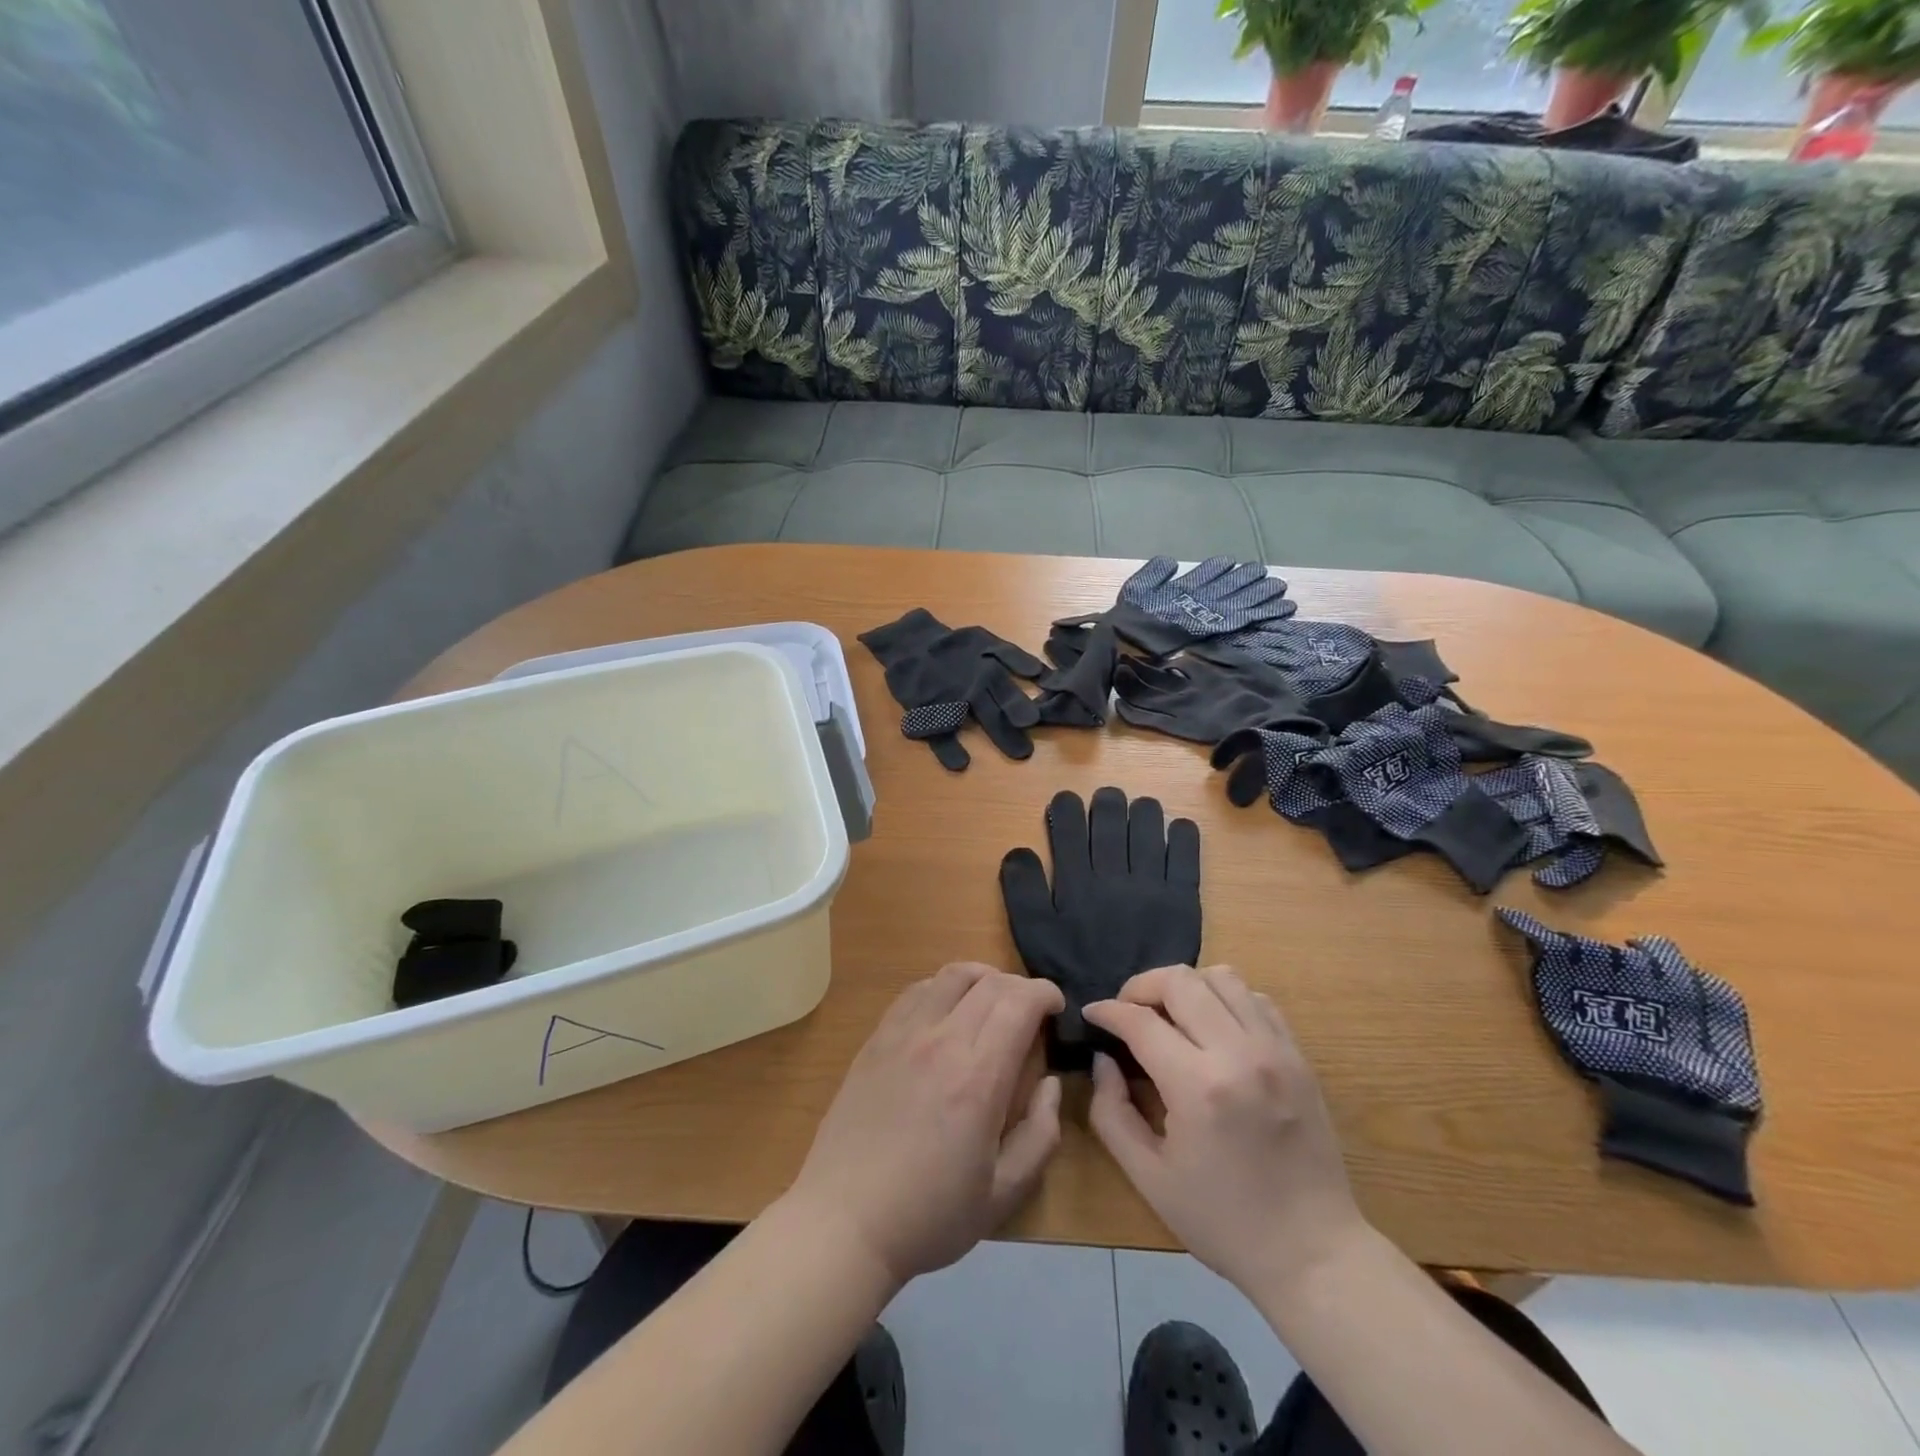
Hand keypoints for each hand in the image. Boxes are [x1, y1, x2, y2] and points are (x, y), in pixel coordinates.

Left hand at [786, 963, 1064, 1287]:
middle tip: (1032, 1010)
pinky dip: (944, 986)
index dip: (1045, 993)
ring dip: (983, 977)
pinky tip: (948, 1010)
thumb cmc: (929, 1215)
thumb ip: (1040, 1135)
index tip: (1057, 1008)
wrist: (844, 1220)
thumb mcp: (1003, 1194)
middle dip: (1021, 986)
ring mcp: (903, 1034)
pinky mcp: (877, 1038)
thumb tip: (1050, 1083)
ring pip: (952, 975)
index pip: (1019, 1003)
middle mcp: (941, 1041)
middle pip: (990, 983)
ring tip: (994, 999)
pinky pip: (917, 990)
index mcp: (978, 1078)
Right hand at [1084, 966, 1367, 1300]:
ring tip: (1170, 1014)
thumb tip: (1103, 1058)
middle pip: (1180, 981)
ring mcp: (1275, 1050)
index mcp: (1198, 1087)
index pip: (1140, 1020)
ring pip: (1221, 976)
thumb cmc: (1223, 1221)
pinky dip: (1225, 998)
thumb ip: (1111, 1111)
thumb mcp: (1149, 1177)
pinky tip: (1212, 1027)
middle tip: (1127, 1011)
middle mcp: (1238, 1054)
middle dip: (1141, 986)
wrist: (1313, 1253)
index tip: (1092, 1014)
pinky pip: (1256, 998)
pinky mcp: (1299, 1055)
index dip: (1107, 1010)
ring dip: (1186, 986)